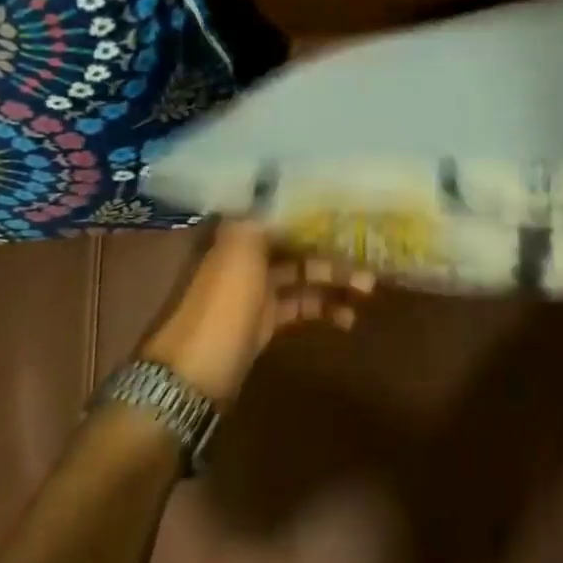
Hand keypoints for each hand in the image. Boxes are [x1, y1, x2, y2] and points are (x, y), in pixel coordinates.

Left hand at [139, 222, 375, 404]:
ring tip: (368, 288)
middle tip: (368, 253)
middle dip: (331, 247)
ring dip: (334, 280)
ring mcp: (255, 292)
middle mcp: (245, 258)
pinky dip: (324, 309)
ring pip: (302, 276)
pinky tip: (348, 319)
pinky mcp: (264, 323)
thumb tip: (278, 186)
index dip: (311, 209)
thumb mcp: (239, 251)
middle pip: (295, 244)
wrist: (194, 376)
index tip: (346, 207)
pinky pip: (300, 306)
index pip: (280, 212)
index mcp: (237, 236)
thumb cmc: (221, 307)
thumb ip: (261, 217)